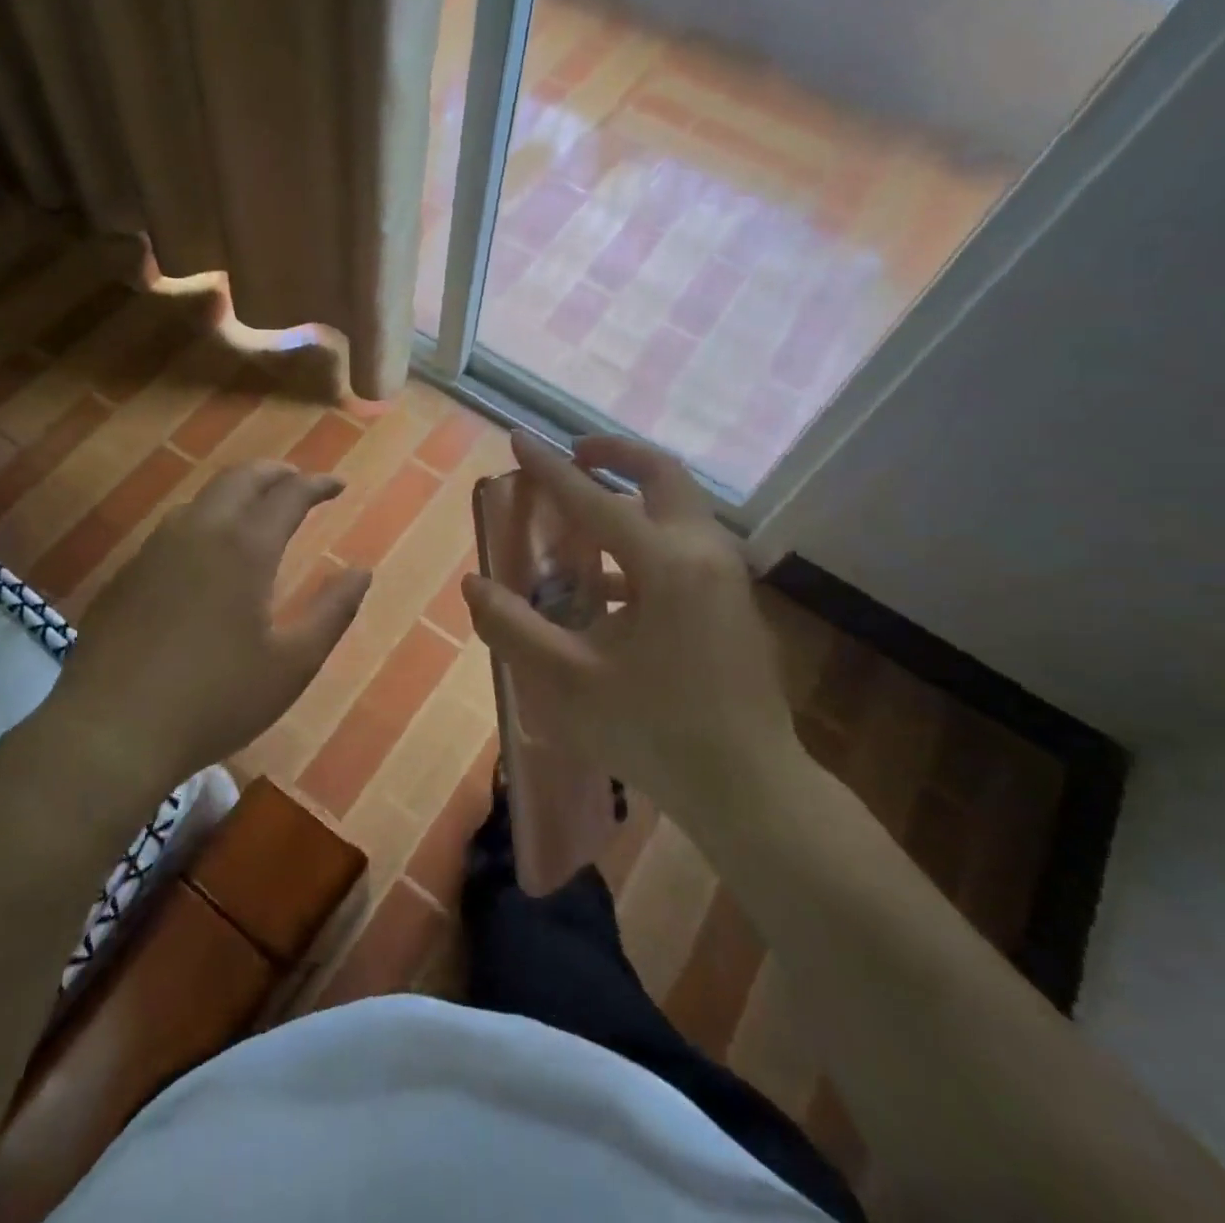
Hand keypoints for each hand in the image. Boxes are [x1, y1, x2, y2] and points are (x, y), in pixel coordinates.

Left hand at [46, 463, 370, 796]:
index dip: (317, 485)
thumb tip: (361, 571)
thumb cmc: (216, 700)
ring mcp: (155, 550)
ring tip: (257, 509)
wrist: (111, 732)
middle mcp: (198, 533)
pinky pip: (174, 527)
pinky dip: (205, 519)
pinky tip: (207, 552)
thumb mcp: (292, 665)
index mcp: (244, 549)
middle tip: (299, 481)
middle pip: (239, 478)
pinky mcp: (127, 574)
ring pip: (201, 498)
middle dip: (275, 472)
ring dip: (237, 492)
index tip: (338, 486)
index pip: (288, 494)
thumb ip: (332, 612)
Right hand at [462, 432, 802, 828]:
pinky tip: (610, 586)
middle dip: (615, 454)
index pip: (594, 500)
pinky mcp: (733, 603)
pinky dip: (646, 540)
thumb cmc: (656, 732)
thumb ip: (514, 628)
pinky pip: (685, 546)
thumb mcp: (569, 682)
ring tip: (583, 517)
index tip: (518, 437)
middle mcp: (703, 553)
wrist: (750, 788)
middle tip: (574, 454)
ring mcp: (727, 577)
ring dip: (632, 496)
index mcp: (665, 565)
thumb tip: (474, 584)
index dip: (549, 469)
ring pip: (679, 509)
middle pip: (662, 476)